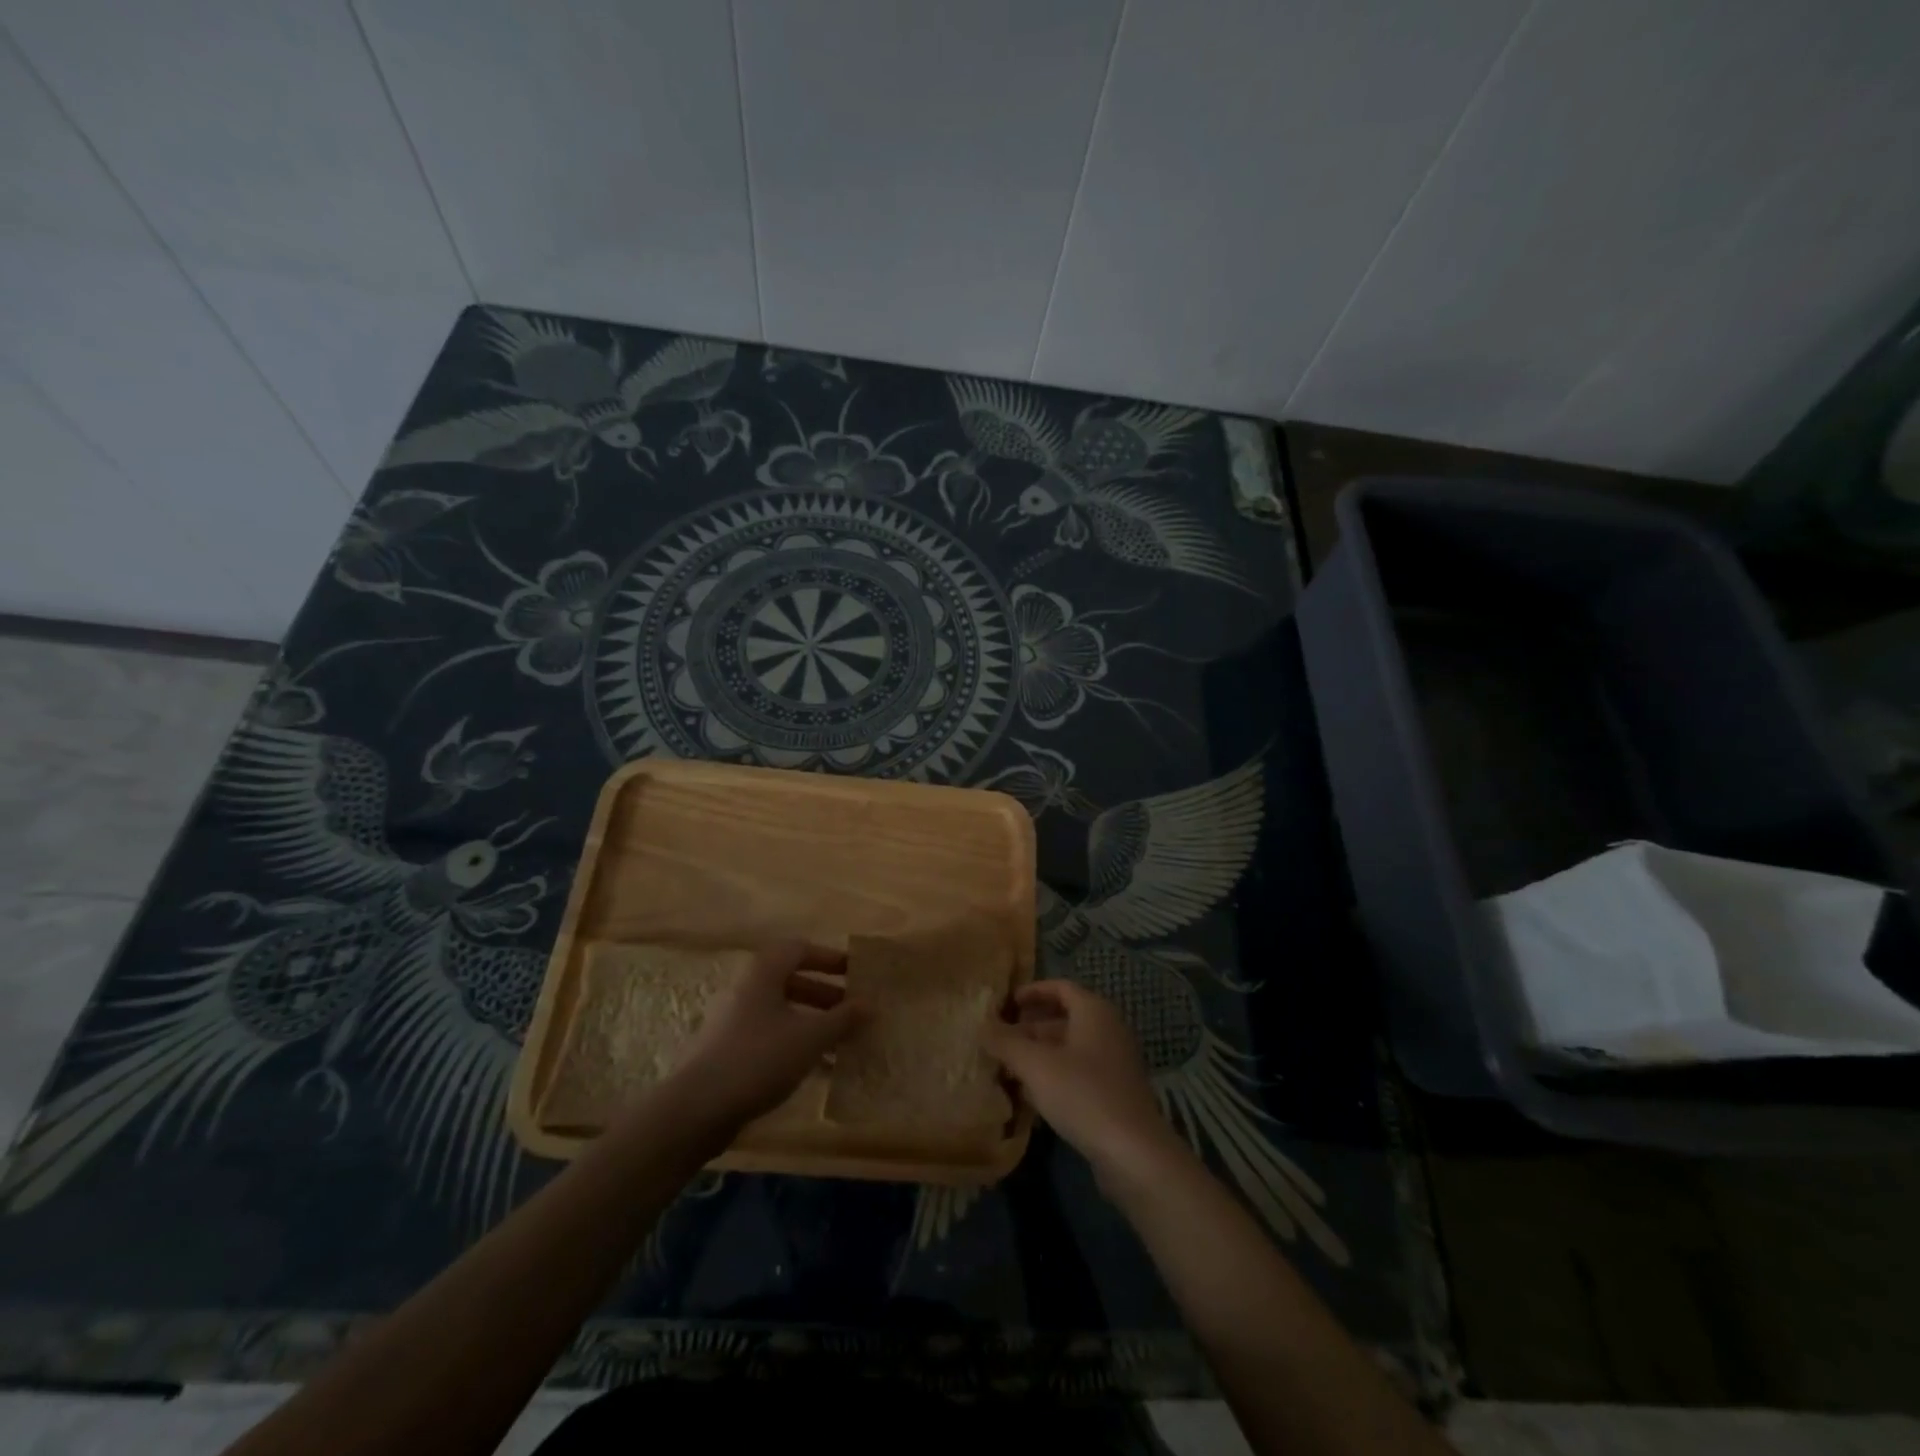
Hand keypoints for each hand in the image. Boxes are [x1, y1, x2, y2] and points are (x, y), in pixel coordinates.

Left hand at [667, 941, 864, 1128]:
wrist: (696, 1109)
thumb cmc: (758, 1059)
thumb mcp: (810, 1037)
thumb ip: (843, 1019)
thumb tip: (871, 1004)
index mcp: (763, 973)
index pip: (800, 949)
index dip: (830, 958)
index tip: (856, 973)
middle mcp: (746, 989)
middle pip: (792, 980)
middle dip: (826, 995)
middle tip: (853, 1011)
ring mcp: (733, 1021)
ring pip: (782, 1012)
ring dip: (813, 1022)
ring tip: (842, 1043)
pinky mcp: (727, 1051)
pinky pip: (770, 1036)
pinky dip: (795, 1044)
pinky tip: (817, 1070)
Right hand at [981, 980, 1185, 1186]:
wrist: (1134, 1153)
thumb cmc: (1083, 1094)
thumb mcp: (1035, 1065)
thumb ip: (1006, 1042)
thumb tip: (982, 1026)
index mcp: (1094, 1011)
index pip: (1060, 987)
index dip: (1032, 992)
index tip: (1006, 1004)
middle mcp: (1109, 1029)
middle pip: (1065, 1018)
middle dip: (1030, 1027)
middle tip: (1000, 1041)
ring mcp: (1115, 1062)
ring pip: (1071, 1048)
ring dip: (1040, 1054)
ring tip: (1009, 1068)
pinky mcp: (1116, 1093)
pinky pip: (1080, 1072)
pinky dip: (1055, 1075)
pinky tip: (1033, 1096)